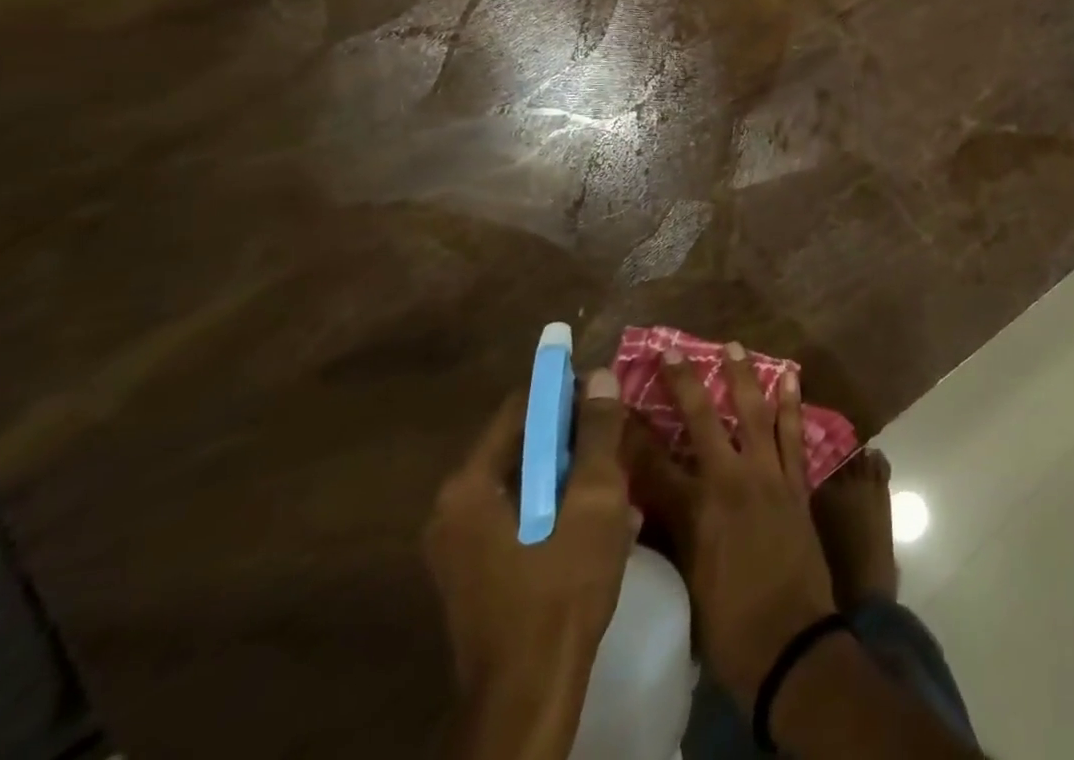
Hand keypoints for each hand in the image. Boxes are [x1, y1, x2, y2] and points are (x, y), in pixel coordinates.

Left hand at [424, 370, 632, 759]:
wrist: (529, 699)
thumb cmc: (561, 589)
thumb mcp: (594, 499)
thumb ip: (597, 433)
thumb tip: (600, 375)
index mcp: (470, 486)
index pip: (523, 407)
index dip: (568, 392)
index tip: (609, 395)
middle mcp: (454, 509)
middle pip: (524, 445)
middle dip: (575, 437)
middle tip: (620, 440)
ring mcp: (461, 547)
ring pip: (527, 482)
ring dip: (572, 474)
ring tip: (618, 481)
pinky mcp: (476, 574)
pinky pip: (522, 516)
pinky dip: (558, 507)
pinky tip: (600, 522)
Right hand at [646, 343, 837, 703]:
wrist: (791, 644)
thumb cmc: (728, 624)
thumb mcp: (686, 580)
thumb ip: (672, 532)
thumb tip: (653, 502)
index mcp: (693, 510)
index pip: (652, 461)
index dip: (633, 431)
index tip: (619, 400)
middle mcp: (728, 480)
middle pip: (701, 420)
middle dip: (684, 383)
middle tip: (673, 350)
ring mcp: (766, 475)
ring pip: (753, 413)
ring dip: (743, 377)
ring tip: (734, 346)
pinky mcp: (795, 481)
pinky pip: (793, 433)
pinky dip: (791, 404)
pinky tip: (790, 377)